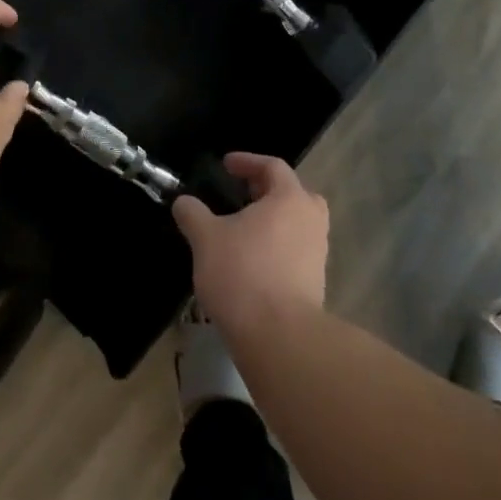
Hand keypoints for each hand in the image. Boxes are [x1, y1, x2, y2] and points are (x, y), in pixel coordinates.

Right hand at [172, 153, 328, 335]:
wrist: (279, 338)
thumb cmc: (243, 274)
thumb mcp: (206, 239)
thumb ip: (193, 214)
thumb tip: (183, 202)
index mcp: (290, 199)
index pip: (273, 166)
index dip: (247, 161)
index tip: (226, 165)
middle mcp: (310, 220)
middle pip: (293, 194)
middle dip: (267, 191)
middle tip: (242, 195)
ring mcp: (317, 253)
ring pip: (297, 225)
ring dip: (273, 222)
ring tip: (243, 231)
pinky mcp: (316, 283)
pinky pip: (296, 252)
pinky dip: (277, 248)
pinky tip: (253, 262)